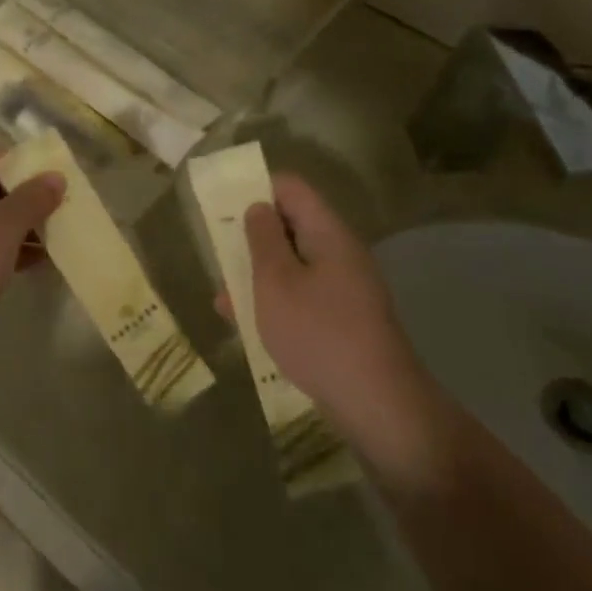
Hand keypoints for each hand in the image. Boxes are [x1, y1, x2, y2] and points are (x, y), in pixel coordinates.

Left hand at [0, 147, 63, 350]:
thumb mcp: (3, 229)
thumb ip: (32, 198)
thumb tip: (56, 177)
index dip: (26, 168)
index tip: (59, 184)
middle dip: (25, 200)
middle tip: (61, 212)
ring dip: (17, 227)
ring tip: (55, 240)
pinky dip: (1, 247)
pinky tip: (34, 262)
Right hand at [242, 176, 444, 481]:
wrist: (375, 402)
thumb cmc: (317, 332)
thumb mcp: (276, 282)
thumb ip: (262, 239)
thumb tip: (257, 207)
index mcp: (328, 233)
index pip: (291, 188)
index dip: (256, 187)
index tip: (223, 205)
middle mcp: (339, 253)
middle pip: (291, 224)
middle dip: (252, 234)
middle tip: (216, 249)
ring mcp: (342, 288)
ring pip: (292, 263)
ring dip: (257, 272)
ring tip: (221, 292)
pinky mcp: (340, 318)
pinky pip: (300, 295)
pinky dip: (272, 300)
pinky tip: (241, 321)